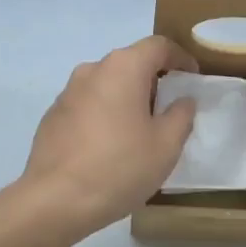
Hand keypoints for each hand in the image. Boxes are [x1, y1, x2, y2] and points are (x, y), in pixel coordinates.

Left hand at [17, 36, 199, 241]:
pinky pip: (87, 106)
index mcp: (123, 68)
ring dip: (127, 100)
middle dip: (153, 81)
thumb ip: (181, 115)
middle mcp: (92, 70)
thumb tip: (182, 100)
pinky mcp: (52, 117)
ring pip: (107, 85)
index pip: (158, 46)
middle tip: (169, 111)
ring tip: (139, 133)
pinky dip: (104, 116)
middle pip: (130, 64)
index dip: (181, 58)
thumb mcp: (166, 145)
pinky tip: (109, 148)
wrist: (55, 201)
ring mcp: (67, 93)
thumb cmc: (119, 167)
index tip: (193, 78)